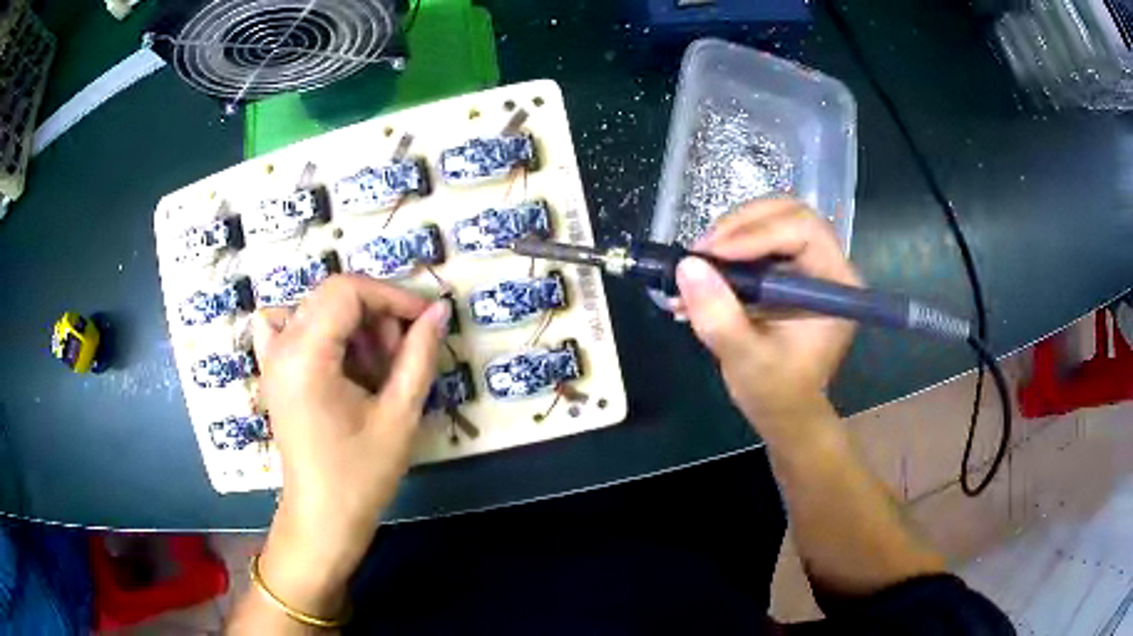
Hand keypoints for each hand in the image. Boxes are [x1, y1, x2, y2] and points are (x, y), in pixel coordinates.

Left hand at [251, 275, 448, 615]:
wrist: (323, 517)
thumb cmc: (361, 475)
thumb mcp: (399, 415)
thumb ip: (419, 355)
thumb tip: (438, 310)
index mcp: (305, 355)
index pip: (347, 290)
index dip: (391, 296)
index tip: (424, 319)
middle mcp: (280, 346)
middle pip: (331, 295)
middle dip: (375, 314)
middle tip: (400, 356)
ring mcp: (271, 357)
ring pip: (315, 307)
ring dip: (351, 324)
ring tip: (373, 367)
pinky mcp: (272, 370)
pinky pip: (285, 325)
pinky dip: (313, 326)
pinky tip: (332, 353)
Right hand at [675, 199, 860, 442]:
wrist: (784, 411)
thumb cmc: (776, 392)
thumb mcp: (746, 359)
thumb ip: (719, 317)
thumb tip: (687, 266)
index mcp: (835, 284)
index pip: (803, 229)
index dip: (757, 232)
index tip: (712, 253)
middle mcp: (827, 266)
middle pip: (787, 213)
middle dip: (740, 225)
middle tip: (700, 251)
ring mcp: (807, 265)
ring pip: (770, 221)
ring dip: (729, 235)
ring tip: (695, 264)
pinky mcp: (786, 271)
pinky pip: (757, 240)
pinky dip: (727, 250)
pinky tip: (702, 273)